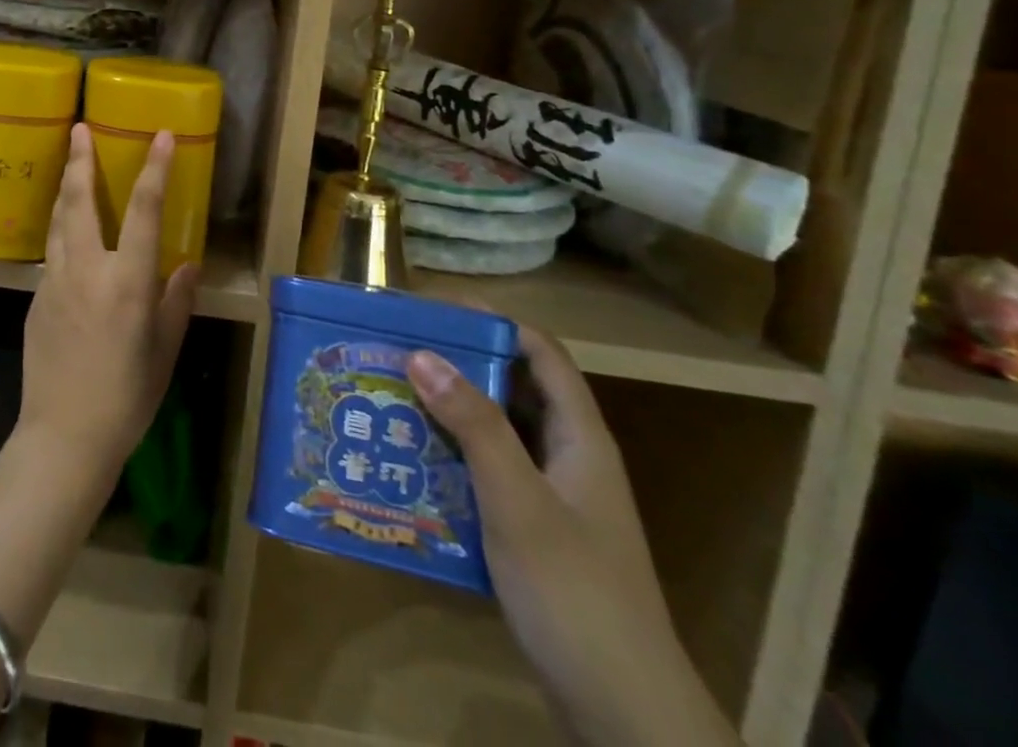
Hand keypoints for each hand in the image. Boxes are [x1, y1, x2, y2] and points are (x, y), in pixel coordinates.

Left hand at [16, 124, 198, 491]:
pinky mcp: (36, 298)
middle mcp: (87, 270)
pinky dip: (61, 227)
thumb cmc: (127, 398)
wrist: (63, 437)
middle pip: (79, 200)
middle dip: (80, 159)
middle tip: (79, 127)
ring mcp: (55, 281)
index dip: (155, 169)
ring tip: (70, 162)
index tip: (162, 135)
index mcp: (127, 282)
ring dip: (64, 187)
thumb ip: (176, 302)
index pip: (144, 211)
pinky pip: (52, 251)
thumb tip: (186, 266)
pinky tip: (67, 231)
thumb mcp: (165, 351)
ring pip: (58, 220)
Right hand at [408, 327, 740, 746]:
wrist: (625, 718)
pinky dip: (453, 459)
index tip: (434, 311)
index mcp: (579, 438)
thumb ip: (474, 426)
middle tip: (398, 353)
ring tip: (392, 400)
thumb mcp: (518, 503)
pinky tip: (412, 464)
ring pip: (497, 434)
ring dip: (450, 414)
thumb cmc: (575, 595)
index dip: (493, 322)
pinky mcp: (535, 534)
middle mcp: (568, 458)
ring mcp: (553, 498)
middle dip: (459, 365)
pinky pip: (488, 474)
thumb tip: (422, 353)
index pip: (541, 352)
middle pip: (514, 388)